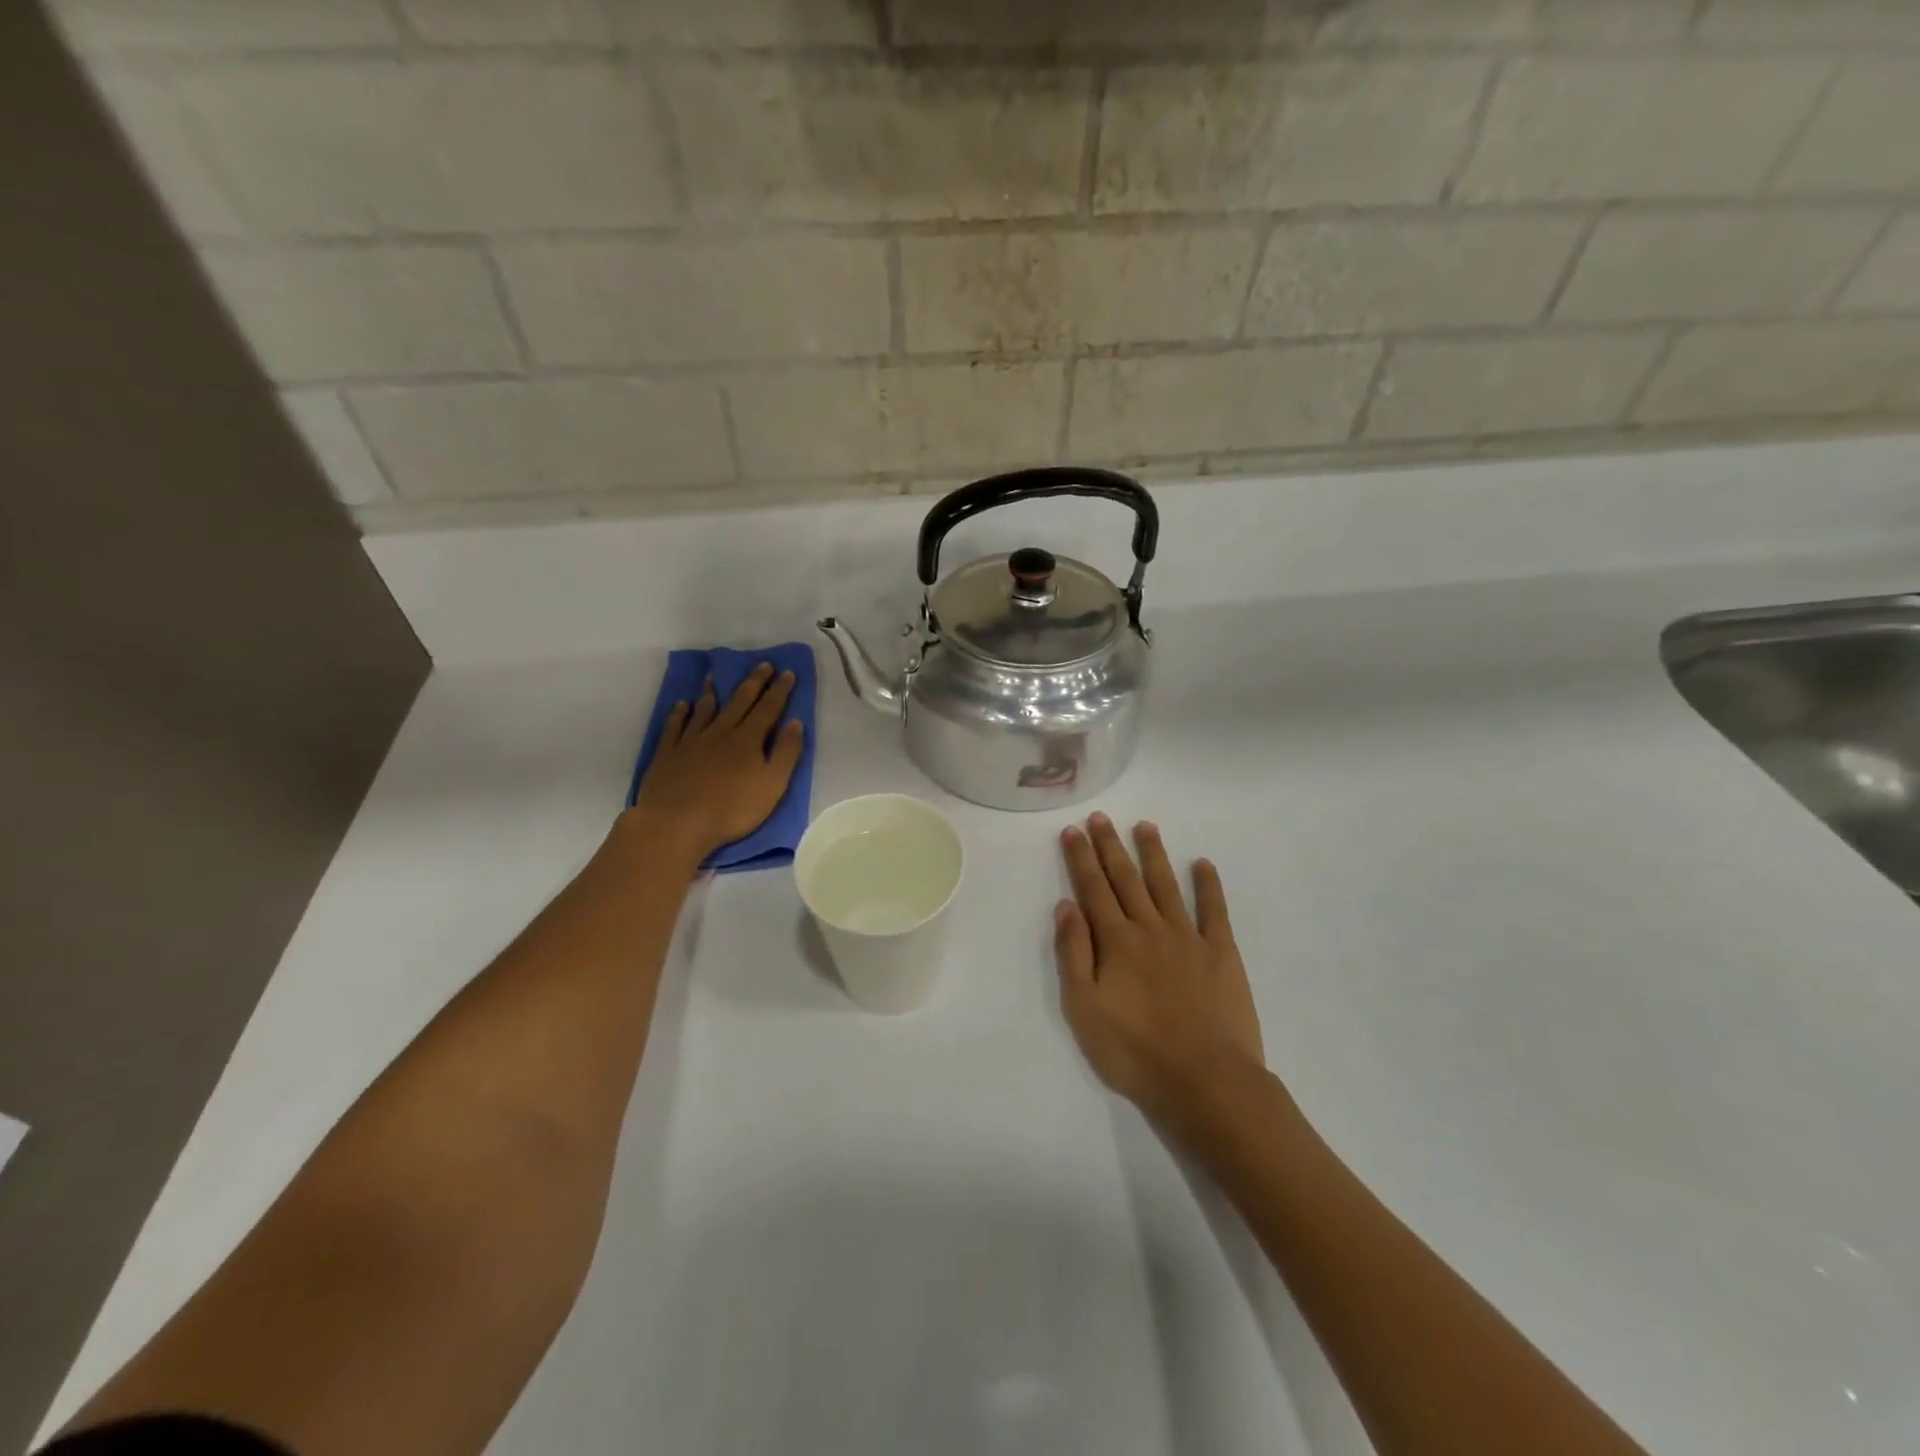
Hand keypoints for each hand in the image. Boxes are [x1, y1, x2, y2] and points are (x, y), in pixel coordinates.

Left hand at [629, 663, 803, 860]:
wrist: (677, 824)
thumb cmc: (731, 809)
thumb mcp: (772, 785)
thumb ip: (786, 753)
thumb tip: (795, 722)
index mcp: (748, 739)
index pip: (768, 708)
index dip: (779, 690)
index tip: (787, 672)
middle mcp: (720, 732)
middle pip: (739, 701)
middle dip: (754, 682)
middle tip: (763, 665)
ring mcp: (691, 741)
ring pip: (705, 709)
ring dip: (713, 691)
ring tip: (716, 676)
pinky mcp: (668, 753)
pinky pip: (675, 726)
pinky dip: (680, 713)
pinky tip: (683, 705)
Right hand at [1054, 814, 1264, 1126]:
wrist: (1205, 1081)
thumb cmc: (1135, 1051)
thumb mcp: (1084, 1009)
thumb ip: (1074, 954)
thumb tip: (1066, 906)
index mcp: (1116, 942)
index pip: (1093, 889)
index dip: (1081, 859)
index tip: (1072, 830)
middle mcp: (1150, 929)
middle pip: (1126, 879)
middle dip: (1110, 847)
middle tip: (1100, 817)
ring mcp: (1189, 938)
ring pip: (1166, 886)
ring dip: (1153, 854)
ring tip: (1145, 826)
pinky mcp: (1221, 954)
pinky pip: (1214, 911)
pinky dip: (1208, 886)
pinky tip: (1203, 864)